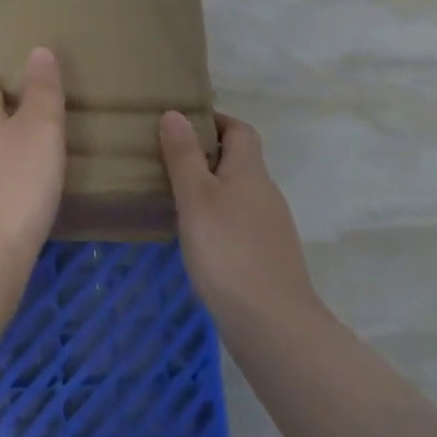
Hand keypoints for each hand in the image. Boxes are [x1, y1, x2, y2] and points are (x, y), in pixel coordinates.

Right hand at [160, 110, 323, 322]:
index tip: (180, 122)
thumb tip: (176, 113)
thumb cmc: (228, 251)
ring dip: (208, 187)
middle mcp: (265, 193)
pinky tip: (193, 235)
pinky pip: (236, 221)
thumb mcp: (196, 197)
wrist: (272, 323)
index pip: (240, 130)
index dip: (215, 120)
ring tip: (170, 193)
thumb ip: (184, 156)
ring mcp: (268, 227)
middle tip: (164, 156)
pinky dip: (214, 217)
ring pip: (236, 193)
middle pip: (239, 161)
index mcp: (251, 172)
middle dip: (205, 153)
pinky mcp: (264, 256)